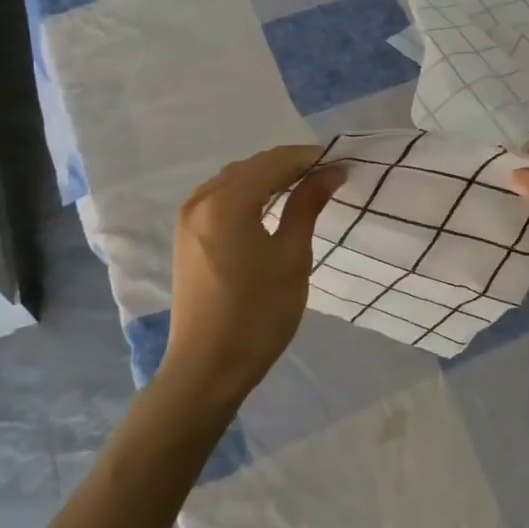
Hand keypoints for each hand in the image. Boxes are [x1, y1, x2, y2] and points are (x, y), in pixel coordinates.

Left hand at [163, 145, 344, 404]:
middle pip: (252, 166)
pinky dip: (248, 193)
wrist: (207, 369)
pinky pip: (220, 197)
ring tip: (303, 189)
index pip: (274, 162)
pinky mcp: (186, 236)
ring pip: (234, 179)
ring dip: (268, 178)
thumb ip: (307, 206)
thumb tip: (330, 171)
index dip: (310, 158)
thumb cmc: (258, 314)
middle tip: (328, 177)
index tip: (342, 166)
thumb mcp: (293, 257)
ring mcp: (188, 218)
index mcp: (227, 202)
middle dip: (290, 166)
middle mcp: (201, 200)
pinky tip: (268, 207)